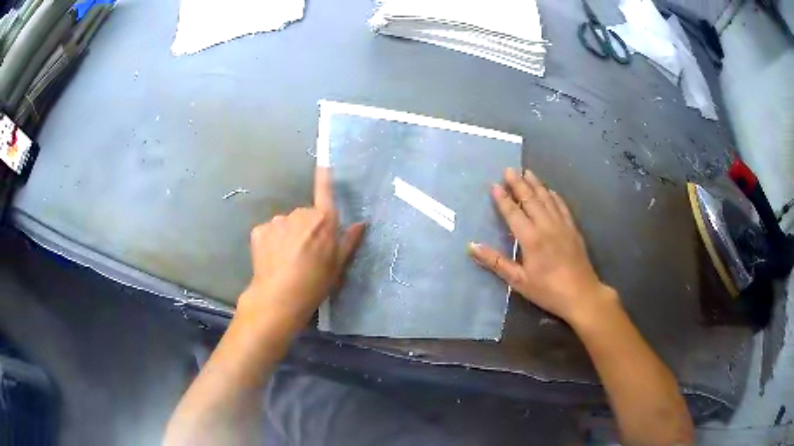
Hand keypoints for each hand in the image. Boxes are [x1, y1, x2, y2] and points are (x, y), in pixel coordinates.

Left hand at [237, 167, 365, 334]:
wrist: (279, 297)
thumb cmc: (315, 283)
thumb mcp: (338, 265)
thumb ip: (349, 240)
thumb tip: (362, 223)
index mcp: (323, 221)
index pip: (325, 192)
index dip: (325, 177)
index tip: (324, 163)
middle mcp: (300, 214)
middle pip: (305, 215)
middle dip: (306, 227)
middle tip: (306, 252)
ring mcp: (277, 221)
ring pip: (286, 223)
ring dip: (288, 234)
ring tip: (287, 259)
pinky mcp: (259, 230)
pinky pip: (269, 231)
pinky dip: (271, 241)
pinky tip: (272, 258)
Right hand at [469, 167, 612, 323]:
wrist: (581, 294)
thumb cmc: (547, 290)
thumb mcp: (519, 281)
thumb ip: (496, 262)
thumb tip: (472, 246)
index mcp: (531, 238)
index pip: (513, 213)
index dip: (502, 199)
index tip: (494, 185)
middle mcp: (546, 226)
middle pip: (530, 200)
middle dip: (518, 184)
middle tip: (509, 169)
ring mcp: (562, 225)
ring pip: (547, 199)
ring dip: (536, 185)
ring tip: (527, 172)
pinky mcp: (573, 229)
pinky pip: (562, 207)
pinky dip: (554, 196)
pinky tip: (550, 191)